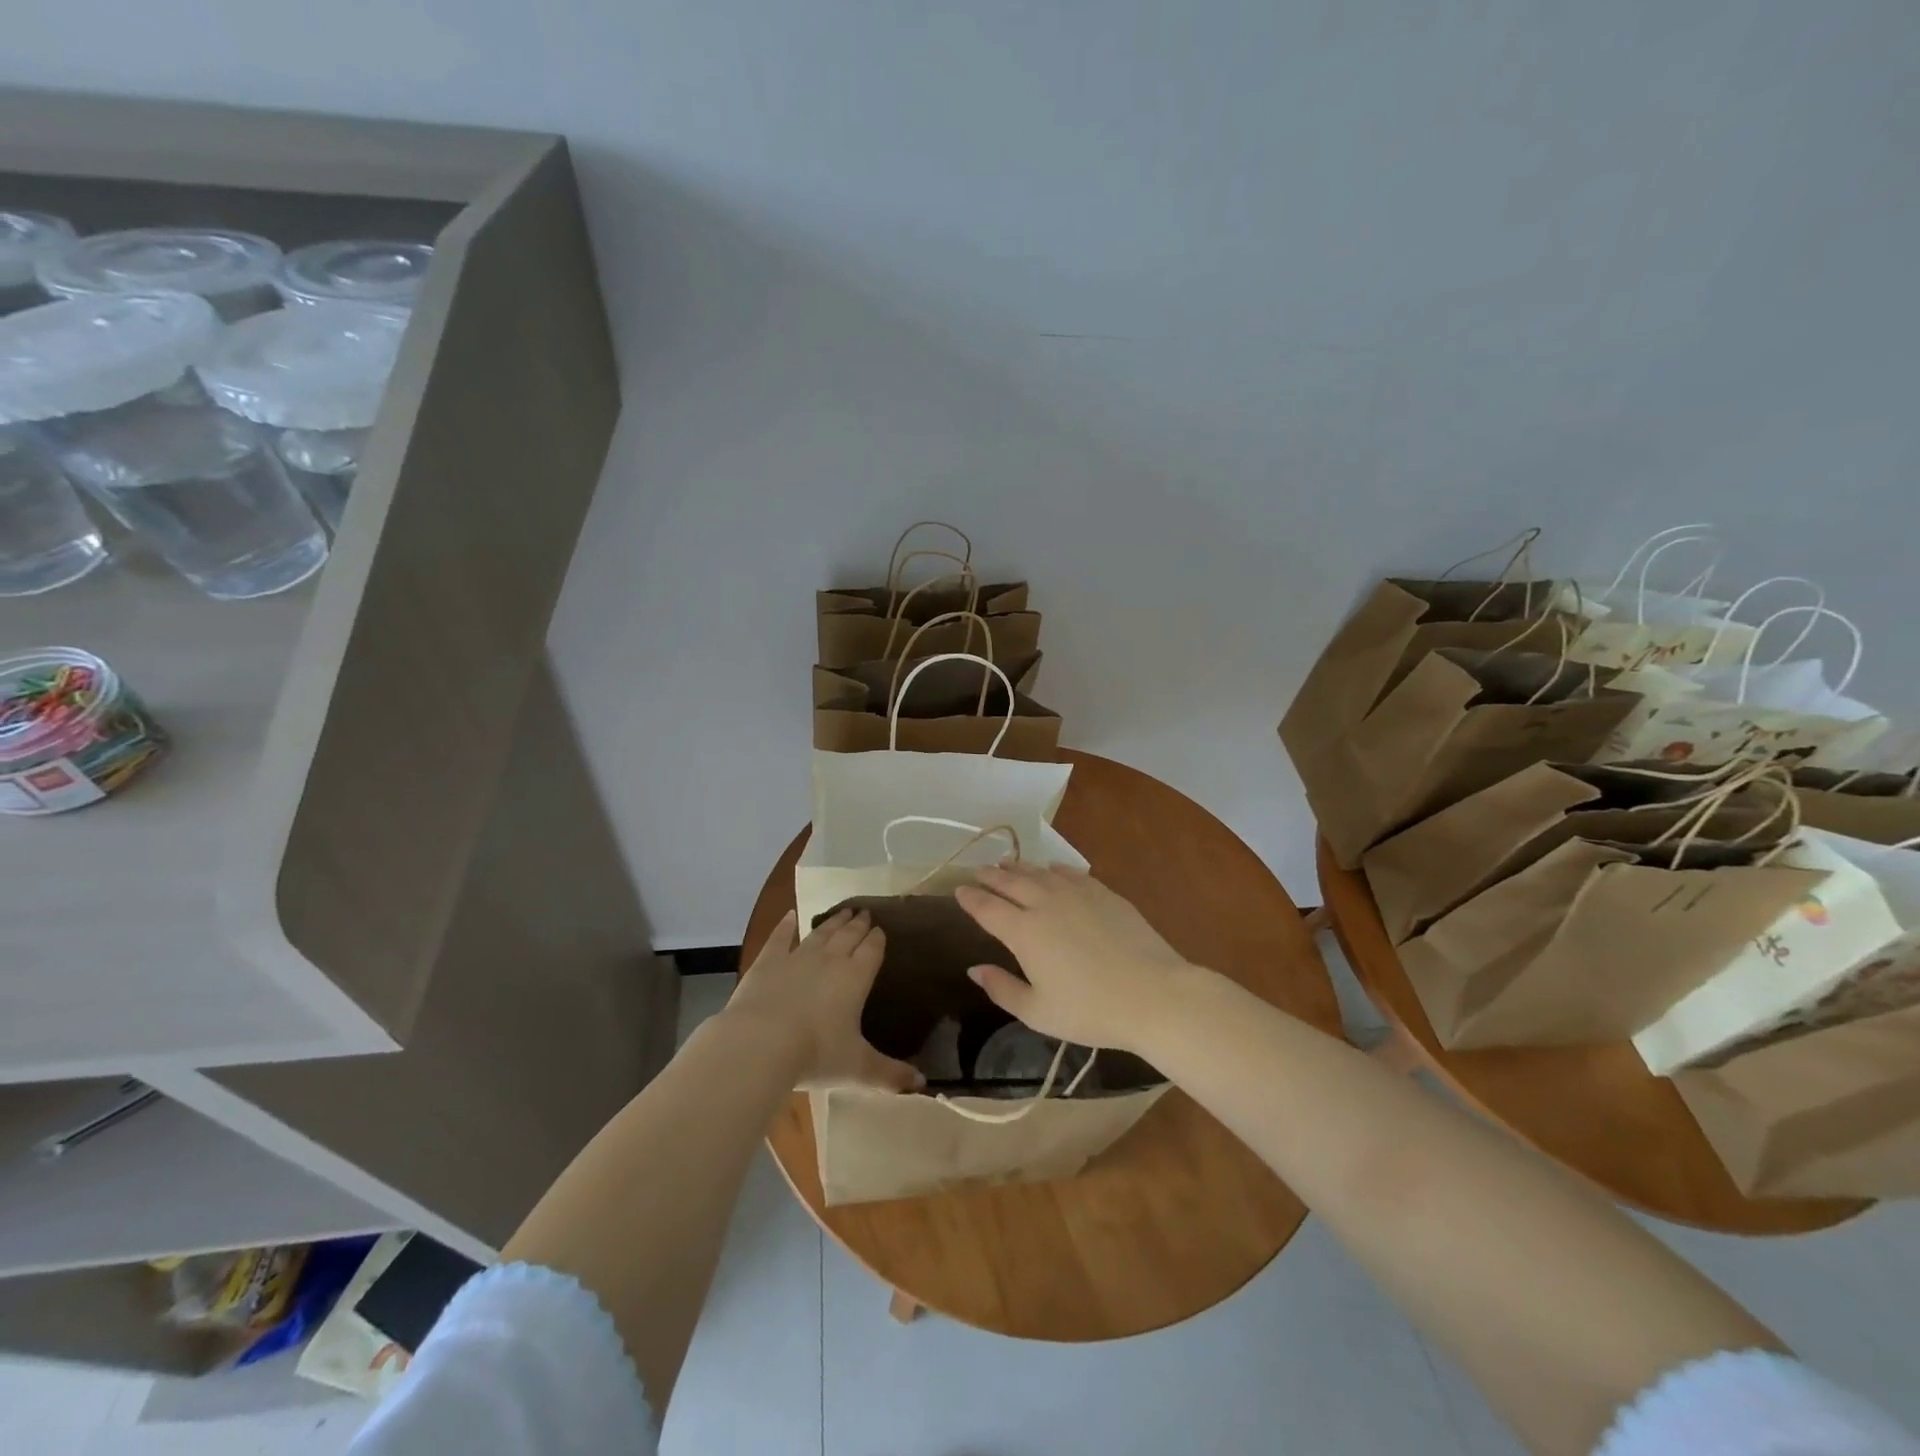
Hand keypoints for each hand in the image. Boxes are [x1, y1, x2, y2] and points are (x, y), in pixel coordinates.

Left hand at [724, 908, 923, 1092]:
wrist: (760, 1043)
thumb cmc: (816, 1054)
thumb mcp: (858, 1069)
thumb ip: (890, 1074)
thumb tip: (922, 1084)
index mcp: (856, 978)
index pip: (872, 950)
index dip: (877, 939)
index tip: (881, 929)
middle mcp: (830, 959)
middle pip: (848, 936)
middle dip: (858, 924)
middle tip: (865, 912)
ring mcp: (797, 957)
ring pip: (820, 933)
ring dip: (832, 922)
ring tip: (842, 911)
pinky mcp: (767, 962)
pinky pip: (780, 938)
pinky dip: (785, 926)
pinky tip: (789, 916)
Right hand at [954, 865, 1195, 1053]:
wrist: (1153, 994)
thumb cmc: (1091, 1011)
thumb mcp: (1038, 1012)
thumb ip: (1002, 989)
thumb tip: (975, 969)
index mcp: (1023, 932)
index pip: (987, 908)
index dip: (970, 898)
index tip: (958, 889)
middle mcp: (1045, 903)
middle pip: (1010, 882)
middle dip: (991, 875)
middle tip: (979, 870)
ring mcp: (1076, 894)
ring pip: (1039, 873)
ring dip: (1019, 867)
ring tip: (1007, 864)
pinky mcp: (1103, 893)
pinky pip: (1071, 873)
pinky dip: (1055, 870)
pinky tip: (1052, 870)